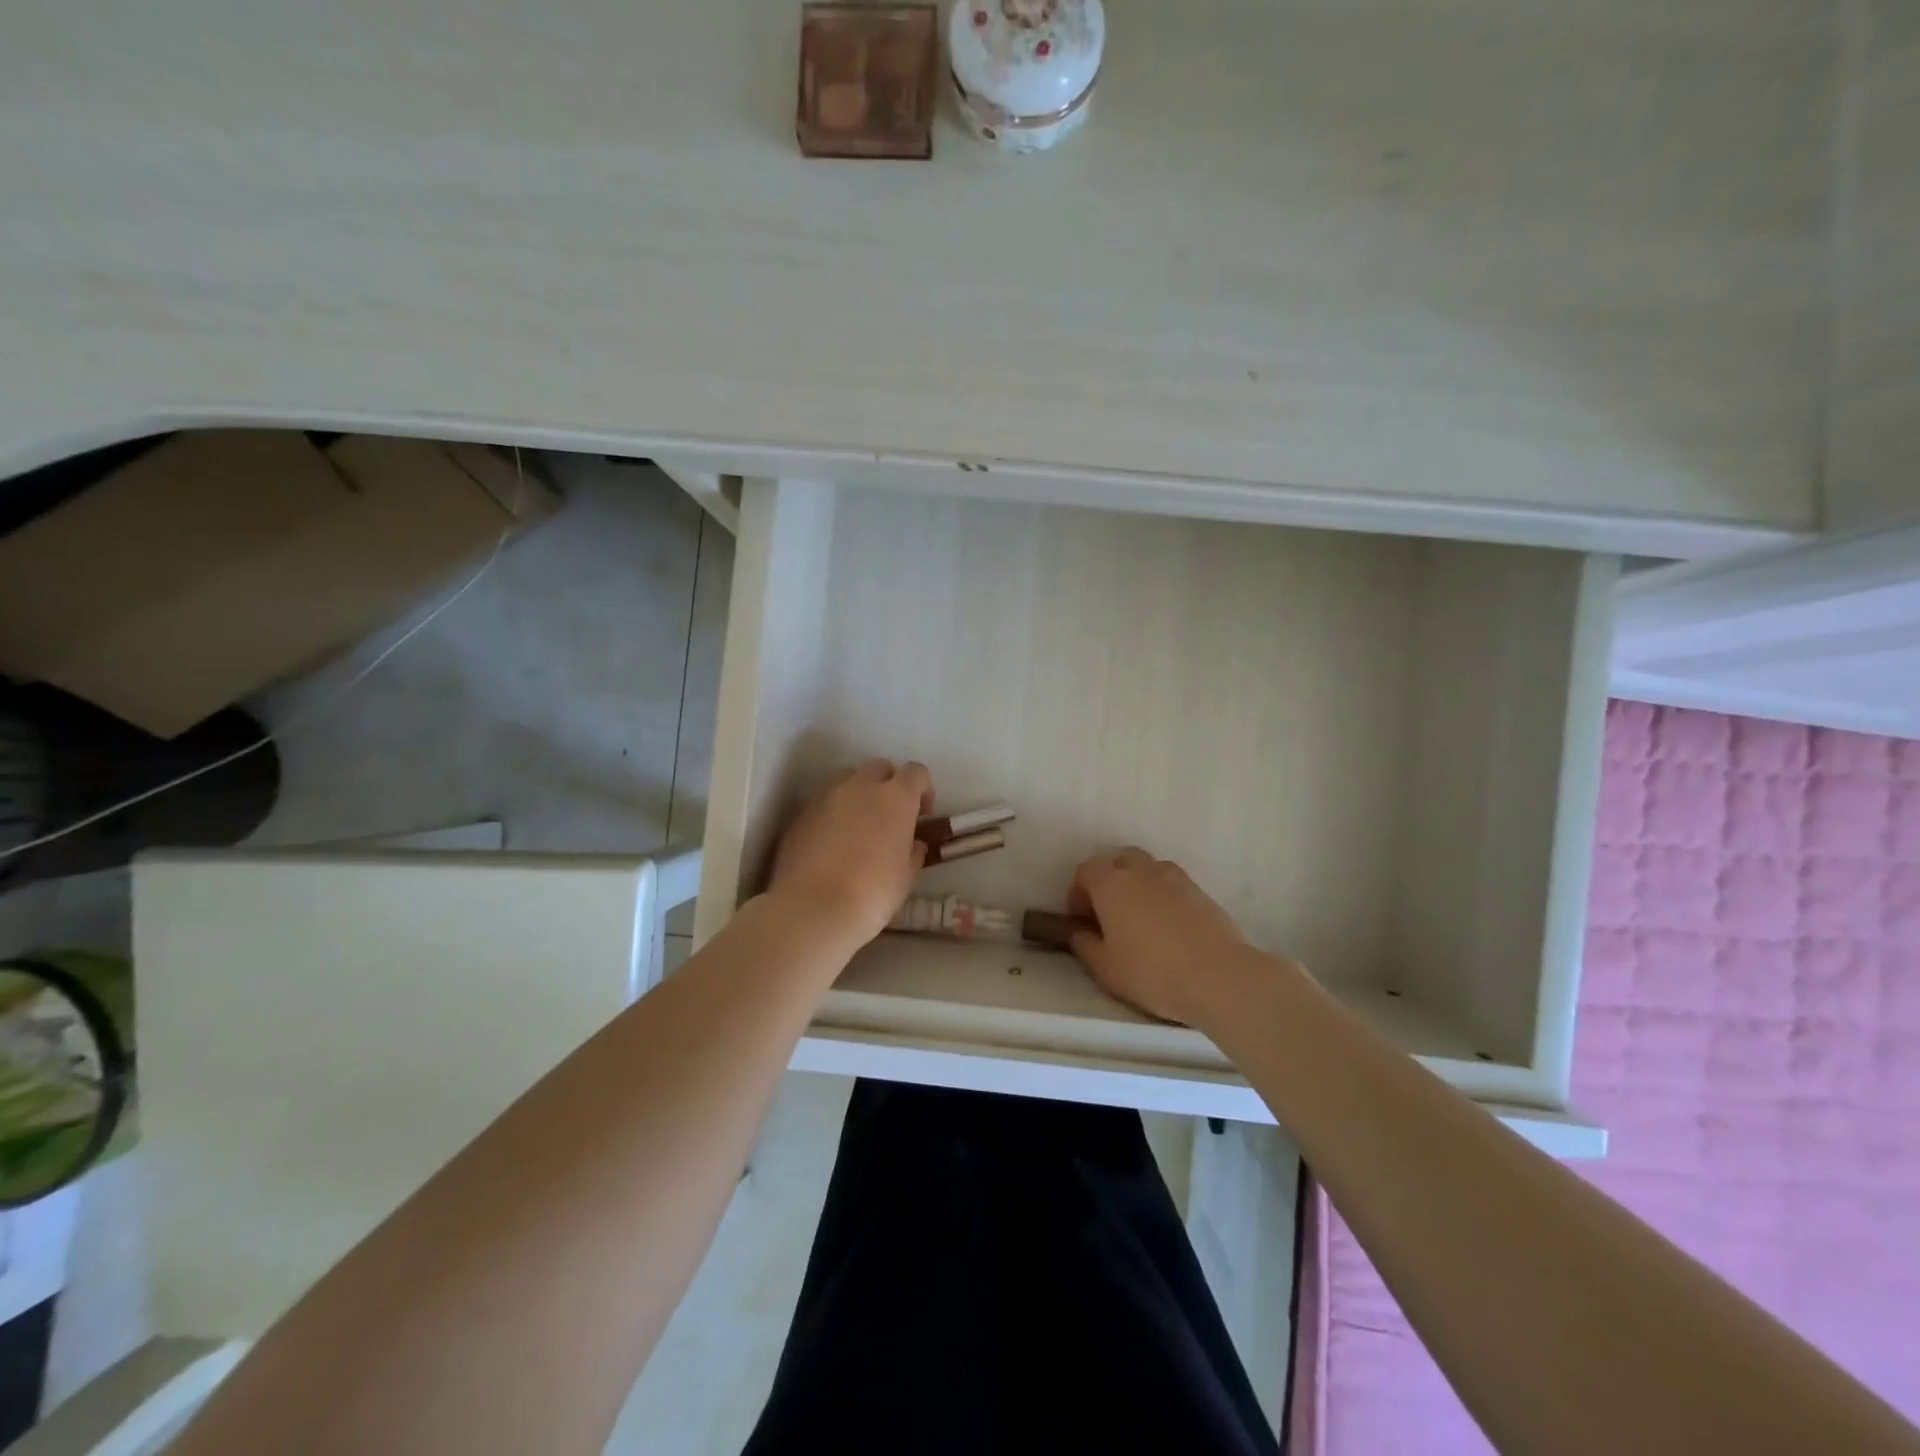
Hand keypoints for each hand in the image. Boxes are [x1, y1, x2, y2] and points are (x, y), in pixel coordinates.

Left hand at [769, 759, 934, 945]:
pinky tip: (832, 845)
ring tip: (859, 827)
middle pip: (879, 768)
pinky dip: (833, 814)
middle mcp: (860, 787)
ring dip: (858, 795)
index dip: (923, 789)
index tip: (922, 813)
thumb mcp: (906, 876)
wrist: (814, 908)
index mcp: (895, 797)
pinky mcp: (801, 815)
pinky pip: (823, 803)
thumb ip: (912, 851)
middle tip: (890, 816)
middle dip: (888, 785)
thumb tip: (913, 843)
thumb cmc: (873, 893)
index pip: (915, 772)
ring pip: (847, 781)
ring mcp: (826, 797)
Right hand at [1066, 848, 1248, 1026]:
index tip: (1081, 919)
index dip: (1077, 893)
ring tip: (1140, 919)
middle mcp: (1142, 871)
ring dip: (1138, 885)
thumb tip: (1079, 933)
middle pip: (1119, 860)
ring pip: (1149, 869)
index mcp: (1111, 883)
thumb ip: (1085, 945)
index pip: (1086, 871)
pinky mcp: (1201, 892)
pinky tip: (1168, 928)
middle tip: (1108, 913)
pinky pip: (1172, 885)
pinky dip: (1163, 897)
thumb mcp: (1104, 968)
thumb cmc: (1150, 971)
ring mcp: (1175, 878)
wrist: (1217, 976)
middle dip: (1109, 880)